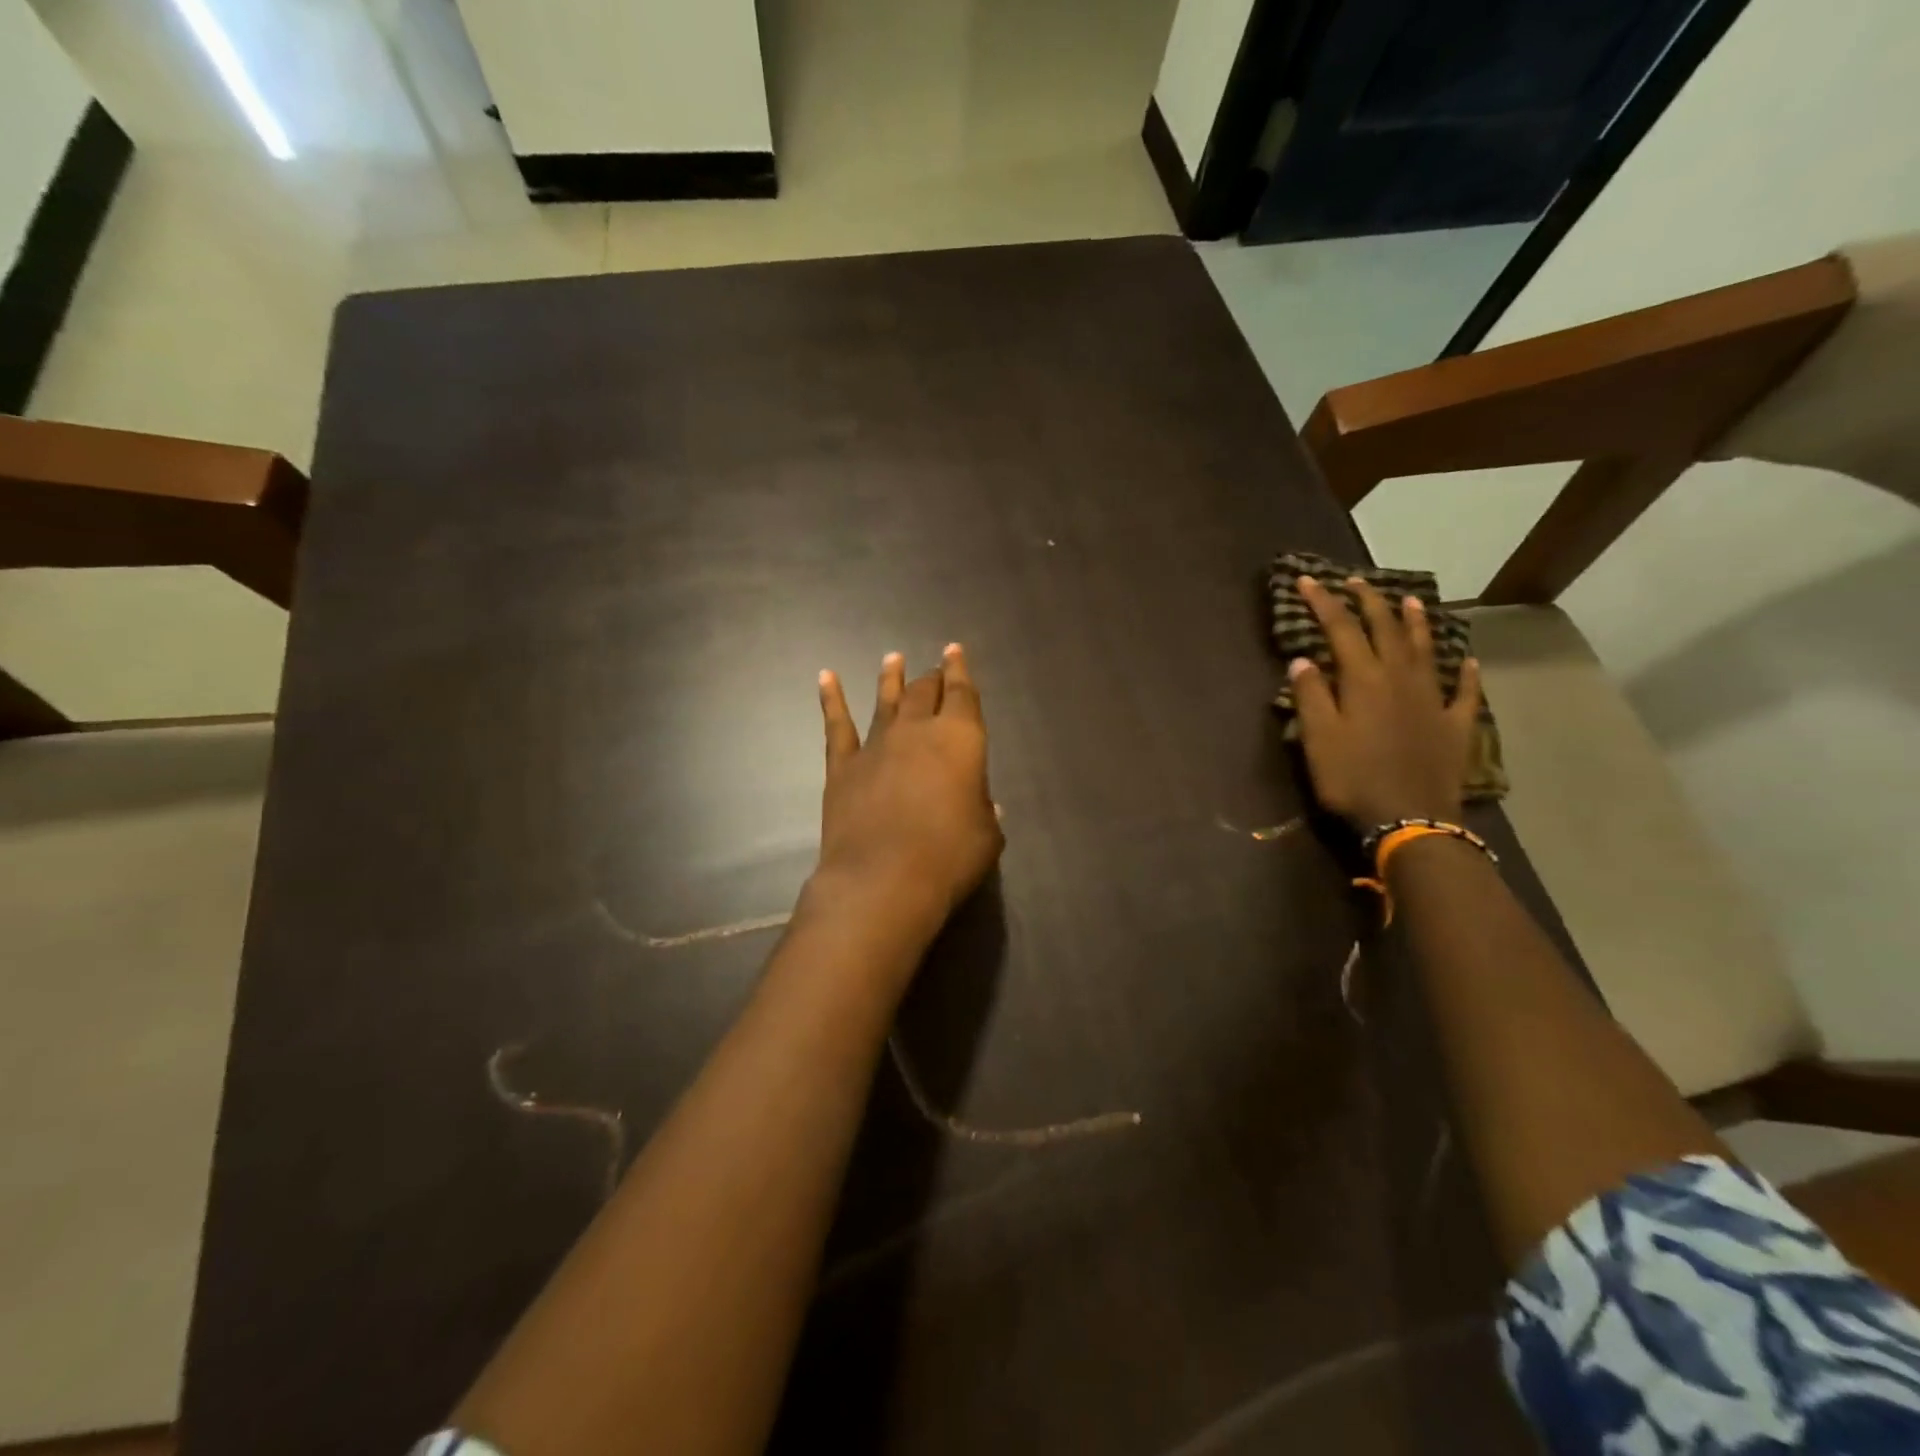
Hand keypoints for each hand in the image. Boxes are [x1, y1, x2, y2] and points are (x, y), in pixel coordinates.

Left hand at [812, 644, 1003, 939]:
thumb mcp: (987, 837)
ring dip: (891, 678)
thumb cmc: (949, 857)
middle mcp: (918, 731)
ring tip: (893, 659)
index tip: (954, 651)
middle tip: (934, 670)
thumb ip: (985, 813)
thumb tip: (983, 804)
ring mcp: (877, 745)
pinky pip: (837, 725)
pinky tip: (826, 677)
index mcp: (961, 739)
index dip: (960, 670)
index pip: (963, 694)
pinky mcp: (843, 766)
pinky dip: (831, 699)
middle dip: (932, 678)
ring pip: (886, 700)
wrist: (883, 879)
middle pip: (925, 693)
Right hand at [1288, 576, 1481, 829]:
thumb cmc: (1353, 778)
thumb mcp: (1319, 738)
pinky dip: (1467, 673)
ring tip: (1410, 601)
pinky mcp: (1454, 725)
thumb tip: (1303, 658)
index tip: (1307, 580)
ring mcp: (1433, 700)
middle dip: (1368, 602)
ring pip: (1425, 650)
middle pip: (1386, 630)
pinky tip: (1468, 661)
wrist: (1410, 819)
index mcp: (1364, 680)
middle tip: (1356, 581)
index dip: (1324, 602)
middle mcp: (1401, 679)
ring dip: (1416, 623)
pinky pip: (1464, 691)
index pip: (1341, 629)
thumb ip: (1311, 695)